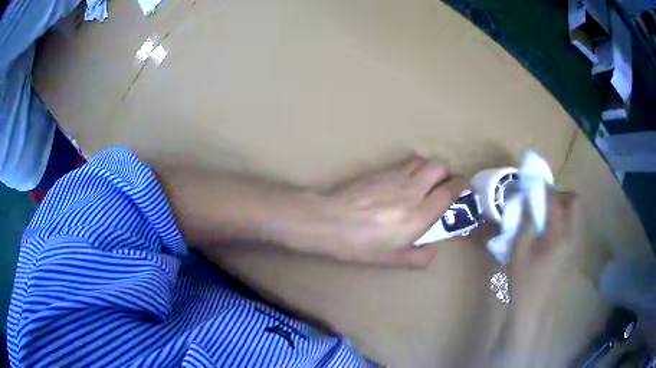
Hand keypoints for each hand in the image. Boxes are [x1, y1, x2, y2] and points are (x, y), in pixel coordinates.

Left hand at [317, 155, 465, 266]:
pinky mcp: (383, 171)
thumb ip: (419, 256)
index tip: (463, 188)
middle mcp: (413, 191)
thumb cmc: (361, 245)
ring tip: (427, 181)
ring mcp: (397, 177)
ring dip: (431, 168)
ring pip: (424, 161)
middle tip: (445, 185)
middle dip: (448, 174)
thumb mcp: (392, 259)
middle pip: (439, 168)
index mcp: (420, 216)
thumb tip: (434, 248)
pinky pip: (407, 162)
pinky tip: (407, 179)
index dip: (460, 186)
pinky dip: (415, 167)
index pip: (449, 191)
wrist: (330, 221)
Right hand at [492, 192, 586, 366]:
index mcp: (559, 234)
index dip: (544, 188)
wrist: (532, 308)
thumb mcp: (519, 250)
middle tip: (544, 200)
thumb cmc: (523, 280)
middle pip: (576, 202)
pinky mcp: (572, 252)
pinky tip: (548, 232)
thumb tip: (526, 199)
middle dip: (561, 194)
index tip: (533, 184)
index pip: (556, 201)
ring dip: (563, 207)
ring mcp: (574, 244)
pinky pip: (572, 226)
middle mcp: (572, 235)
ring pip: (575, 214)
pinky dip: (563, 220)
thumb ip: (525, 222)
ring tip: (545, 215)